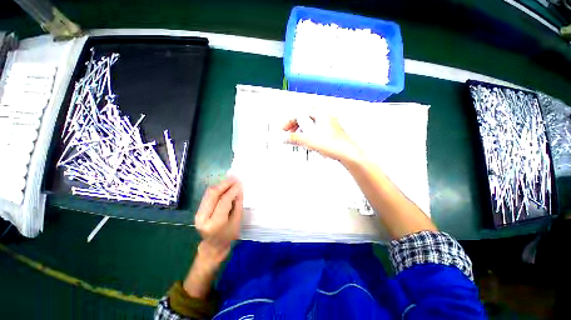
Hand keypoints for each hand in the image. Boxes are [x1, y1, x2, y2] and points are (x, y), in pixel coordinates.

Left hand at [194, 177, 242, 265]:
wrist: (213, 247)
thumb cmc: (229, 236)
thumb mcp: (237, 221)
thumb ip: (237, 204)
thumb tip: (238, 189)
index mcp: (215, 223)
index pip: (224, 201)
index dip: (232, 190)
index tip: (240, 183)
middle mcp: (203, 217)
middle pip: (213, 194)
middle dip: (224, 184)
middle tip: (235, 178)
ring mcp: (198, 214)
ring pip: (208, 193)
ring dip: (220, 185)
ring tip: (231, 180)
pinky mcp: (198, 211)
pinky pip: (207, 196)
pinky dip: (217, 190)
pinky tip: (224, 186)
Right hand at [283, 115, 362, 163]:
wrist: (349, 155)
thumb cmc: (335, 145)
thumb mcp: (310, 141)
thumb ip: (295, 139)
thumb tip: (284, 138)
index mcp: (321, 114)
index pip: (300, 114)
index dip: (289, 122)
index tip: (283, 130)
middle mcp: (325, 117)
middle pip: (304, 118)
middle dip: (294, 125)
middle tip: (288, 133)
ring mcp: (327, 125)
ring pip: (309, 124)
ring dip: (300, 130)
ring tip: (296, 138)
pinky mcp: (329, 133)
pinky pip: (314, 131)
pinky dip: (307, 135)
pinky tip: (306, 142)